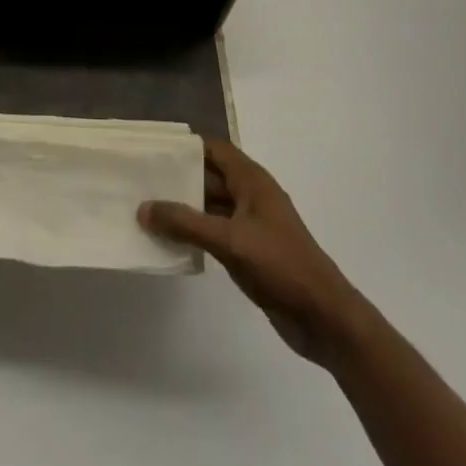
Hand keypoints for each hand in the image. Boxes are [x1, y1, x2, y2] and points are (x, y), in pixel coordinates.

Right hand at [140, 138, 366, 368]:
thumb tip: (143, 208)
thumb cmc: (281, 266)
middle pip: (209, 176)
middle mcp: (251, 196)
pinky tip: (169, 240)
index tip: (152, 150)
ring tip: (146, 209)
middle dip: (178, 178)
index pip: (214, 149)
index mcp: (252, 181)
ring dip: (183, 208)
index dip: (185, 147)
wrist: (325, 318)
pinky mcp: (250, 251)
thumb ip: (185, 223)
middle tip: (140, 180)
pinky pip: (215, 232)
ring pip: (210, 206)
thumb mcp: (230, 241)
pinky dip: (194, 232)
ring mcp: (251, 225)